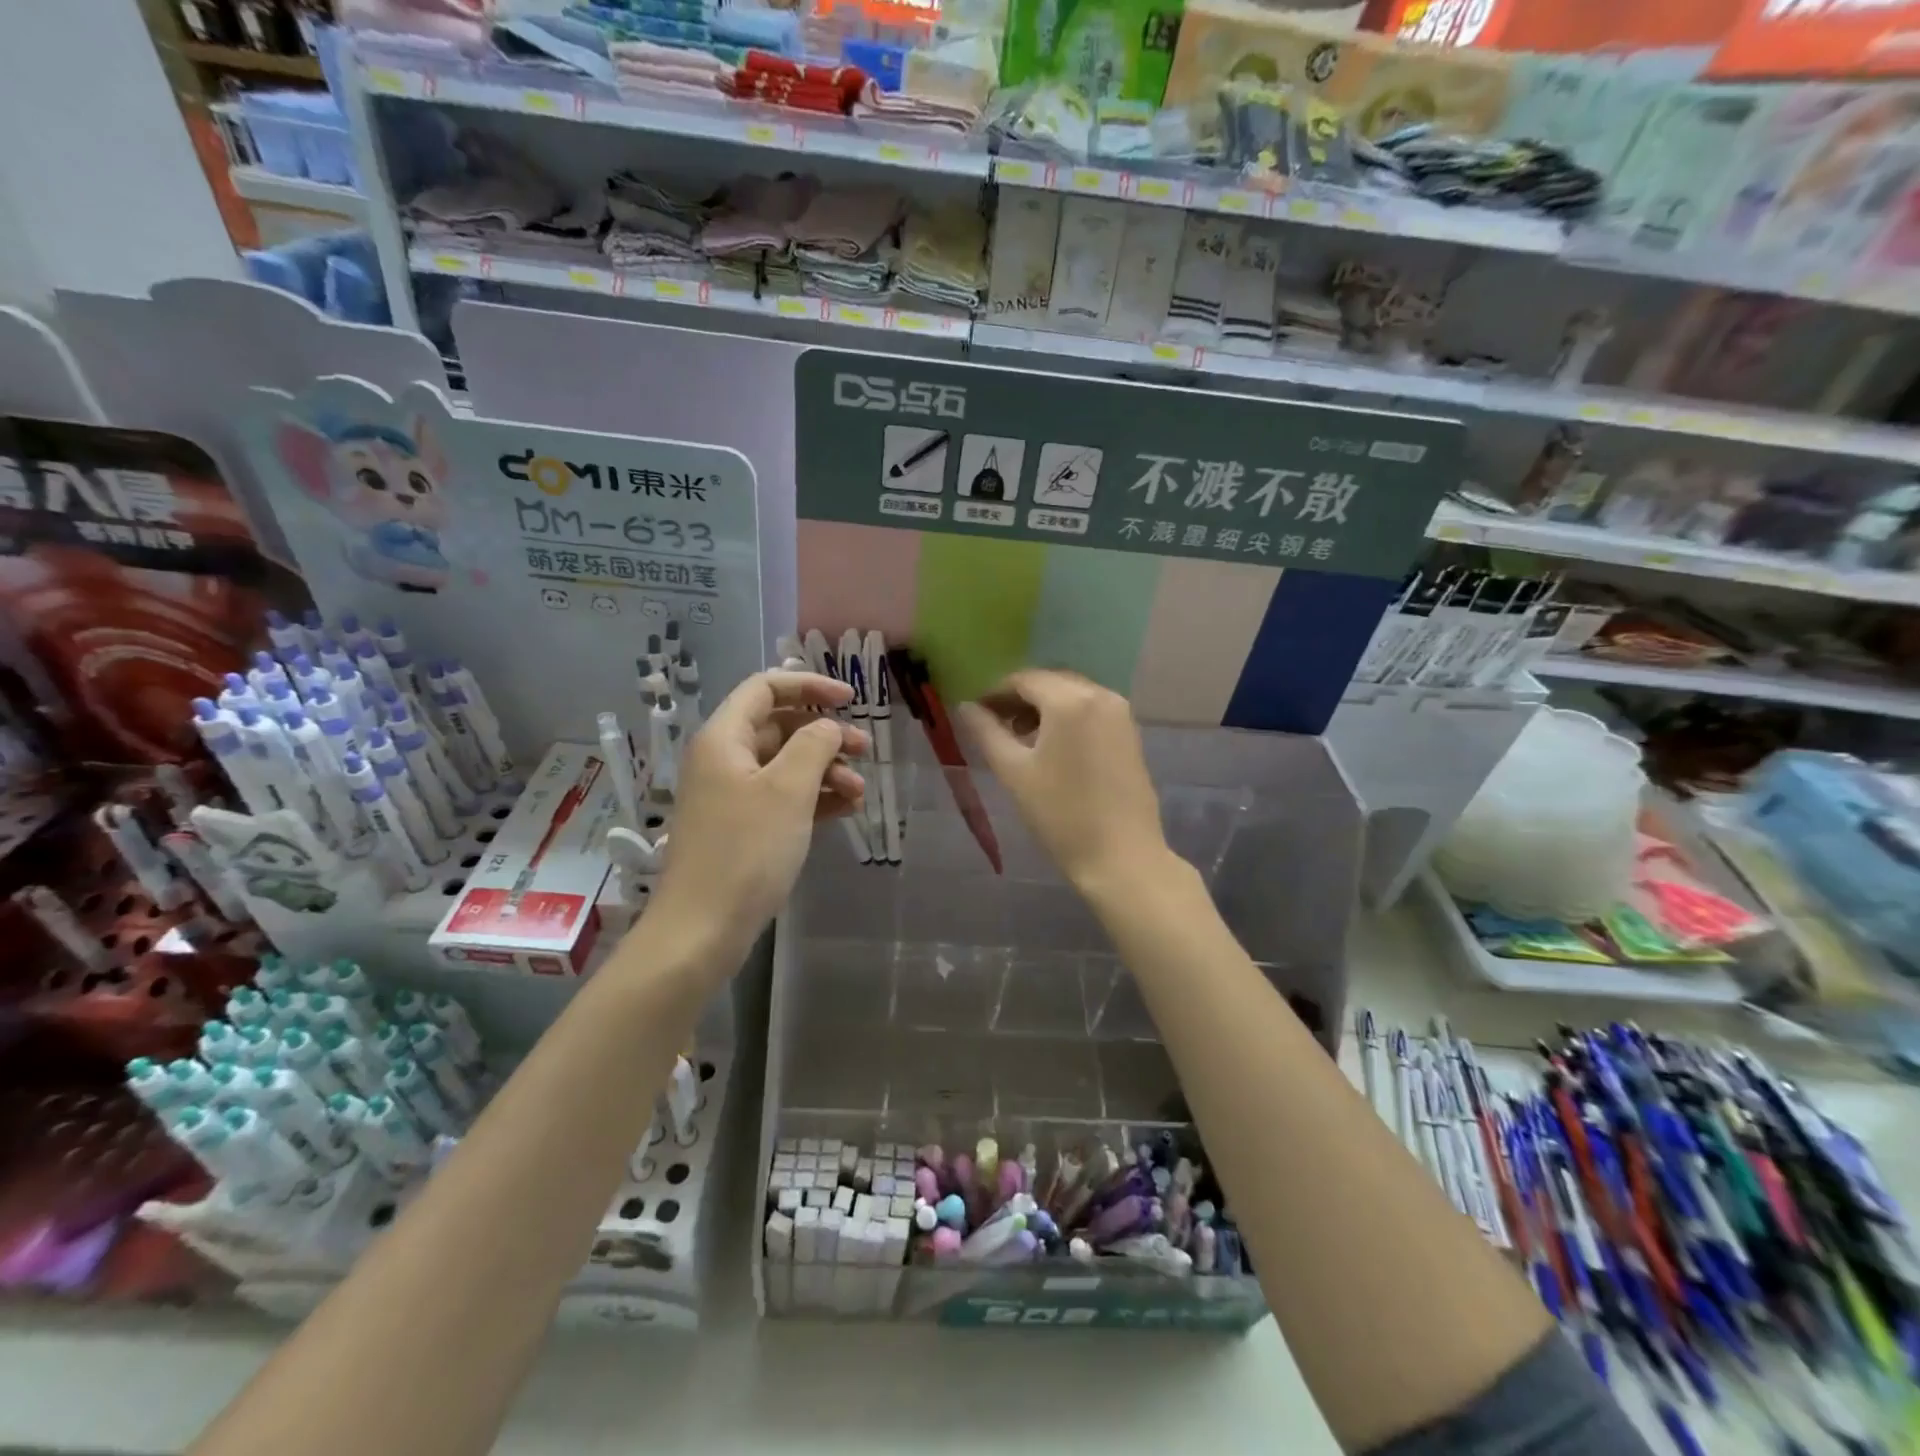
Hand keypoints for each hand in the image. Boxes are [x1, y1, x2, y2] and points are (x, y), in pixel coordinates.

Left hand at [653, 671, 866, 948]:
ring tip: (860, 791)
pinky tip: (846, 809)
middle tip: (864, 750)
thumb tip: (827, 727)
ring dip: (825, 770)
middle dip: (825, 734)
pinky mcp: (742, 828)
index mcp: (724, 739)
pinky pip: (782, 798)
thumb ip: (814, 745)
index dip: (809, 686)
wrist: (702, 929)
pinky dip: (813, 798)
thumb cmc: (746, 850)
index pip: (766, 688)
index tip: (851, 700)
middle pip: (779, 727)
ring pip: (785, 765)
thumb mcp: (788, 790)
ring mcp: (731, 796)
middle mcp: (724, 760)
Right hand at [957, 670, 1167, 893]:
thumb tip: (966, 707)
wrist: (1121, 856)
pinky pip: (1091, 710)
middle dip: (1020, 697)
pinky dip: (1067, 717)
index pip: (1023, 679)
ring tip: (1020, 738)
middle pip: (1050, 681)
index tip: (975, 713)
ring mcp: (1120, 713)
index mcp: (1069, 700)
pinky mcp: (1130, 733)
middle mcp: (1099, 695)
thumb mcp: (1014, 772)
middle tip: (994, 724)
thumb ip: (986, 732)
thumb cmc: (1060, 814)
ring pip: (1072, 695)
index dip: (994, 692)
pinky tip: (1052, 747)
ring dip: (1043, 707)